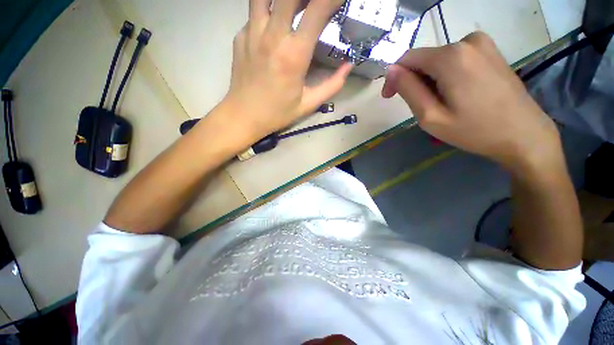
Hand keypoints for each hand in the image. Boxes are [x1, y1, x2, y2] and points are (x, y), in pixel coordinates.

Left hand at [220, 0, 351, 142]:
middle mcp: (273, 36)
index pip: (317, 10)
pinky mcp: (240, 36)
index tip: (337, 1)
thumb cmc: (277, 113)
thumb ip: (331, 86)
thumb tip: (348, 66)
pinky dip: (267, 11)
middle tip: (314, 6)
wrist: (244, 116)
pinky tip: (273, 27)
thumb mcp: (308, 105)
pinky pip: (255, 12)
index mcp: (294, 55)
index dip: (331, 0)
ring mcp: (252, 33)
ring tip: (292, 8)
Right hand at [382, 32, 561, 171]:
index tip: (390, 97)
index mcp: (451, 57)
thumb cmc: (474, 130)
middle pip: (424, 59)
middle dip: (414, 81)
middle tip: (420, 108)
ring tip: (441, 104)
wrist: (524, 134)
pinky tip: (456, 95)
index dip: (394, 77)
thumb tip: (391, 70)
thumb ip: (408, 90)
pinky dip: (446, 76)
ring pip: (438, 60)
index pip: (407, 58)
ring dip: (430, 81)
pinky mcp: (491, 51)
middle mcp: (466, 41)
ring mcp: (482, 44)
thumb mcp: (430, 116)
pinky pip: (455, 60)